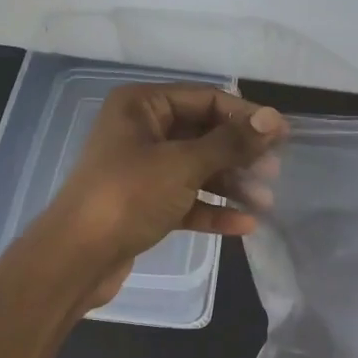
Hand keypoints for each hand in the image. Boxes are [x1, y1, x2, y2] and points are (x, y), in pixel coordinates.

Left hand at [39, 84, 284, 306]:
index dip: (245, 116)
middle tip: (274, 173)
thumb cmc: (128, 196)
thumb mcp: (183, 164)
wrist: (76, 258)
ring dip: (230, 184)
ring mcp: (141, 169)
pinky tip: (244, 224)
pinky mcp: (143, 203)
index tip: (282, 136)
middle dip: (239, 154)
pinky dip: (211, 208)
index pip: (205, 99)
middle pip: (203, 134)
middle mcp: (141, 130)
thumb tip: (274, 119)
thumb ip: (230, 142)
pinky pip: (185, 198)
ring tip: (265, 201)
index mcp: (142, 106)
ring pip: (196, 168)